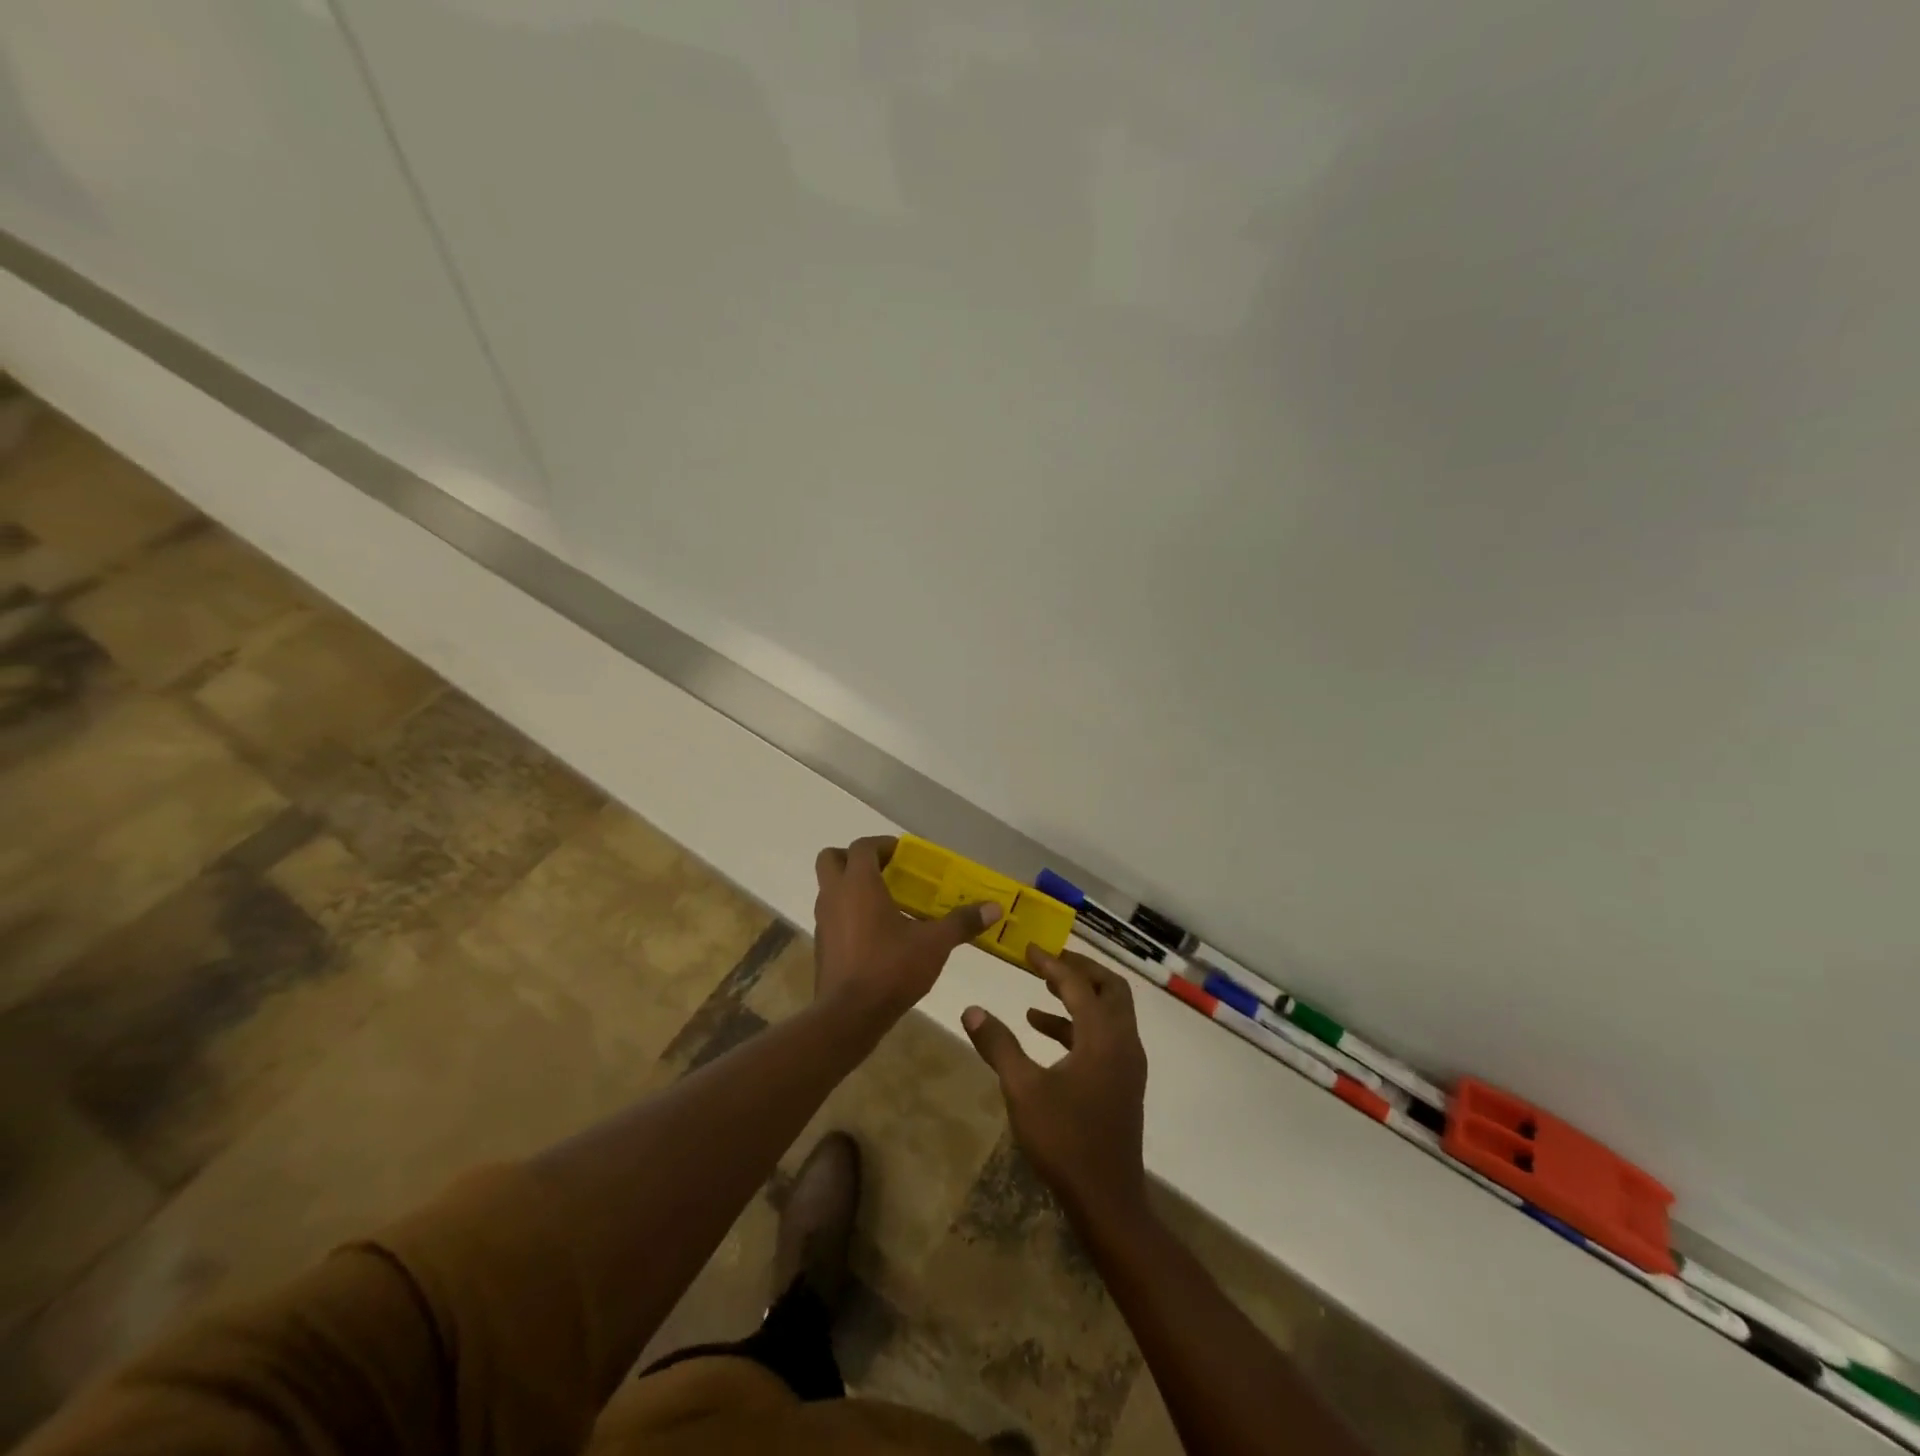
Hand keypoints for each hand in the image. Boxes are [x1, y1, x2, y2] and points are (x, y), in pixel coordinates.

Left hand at [813, 836, 1001, 1017]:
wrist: (848, 1016)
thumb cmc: (890, 968)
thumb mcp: (934, 944)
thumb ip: (962, 922)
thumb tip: (993, 908)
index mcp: (858, 884)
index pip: (862, 846)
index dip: (882, 844)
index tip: (903, 854)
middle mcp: (834, 895)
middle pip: (832, 859)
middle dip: (854, 858)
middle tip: (883, 871)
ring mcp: (823, 922)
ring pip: (829, 889)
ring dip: (851, 887)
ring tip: (885, 903)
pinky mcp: (822, 946)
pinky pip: (832, 916)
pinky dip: (848, 914)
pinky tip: (876, 935)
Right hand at [961, 948, 1148, 1220]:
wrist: (1107, 1199)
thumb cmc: (1065, 1140)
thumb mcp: (1023, 1090)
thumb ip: (998, 1045)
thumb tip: (971, 1010)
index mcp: (1103, 1036)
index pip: (1078, 984)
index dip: (1051, 963)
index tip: (1028, 949)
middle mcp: (1123, 1042)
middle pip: (1110, 988)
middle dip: (1080, 970)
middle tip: (1048, 962)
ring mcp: (1127, 1063)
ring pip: (1111, 1011)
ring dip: (1080, 997)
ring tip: (1040, 994)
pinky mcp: (1123, 1081)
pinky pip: (1106, 1035)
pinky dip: (1079, 1025)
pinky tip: (1045, 1033)